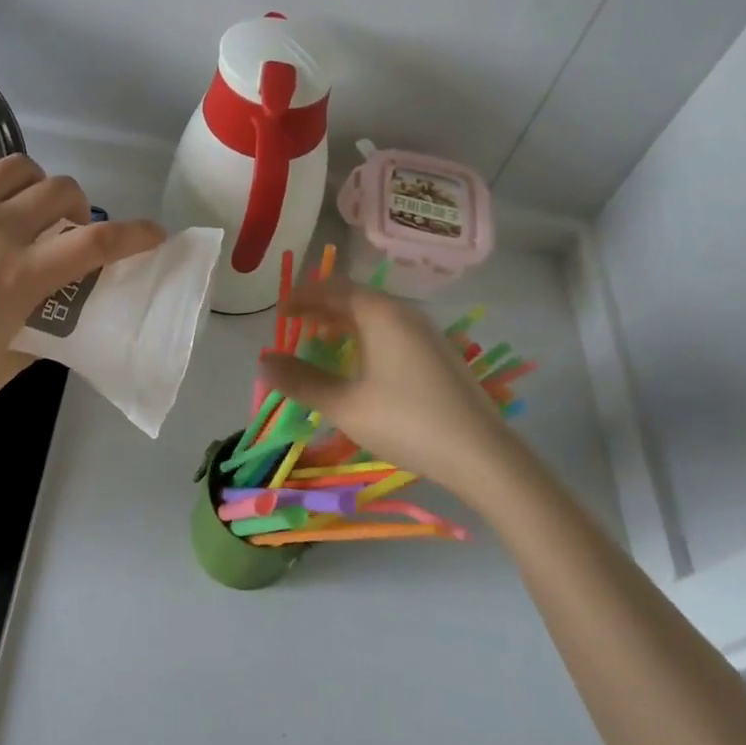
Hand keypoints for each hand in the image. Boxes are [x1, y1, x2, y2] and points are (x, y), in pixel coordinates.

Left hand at [0, 147, 164, 421]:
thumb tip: (48, 329)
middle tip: (67, 232)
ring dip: (36, 185)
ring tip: (24, 208)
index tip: (154, 235)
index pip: (98, 244)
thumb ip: (31, 347)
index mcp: (22, 275)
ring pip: (20, 167)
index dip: (136, 236)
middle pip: (64, 191)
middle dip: (80, 208)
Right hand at [258, 278, 510, 499]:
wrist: (482, 455)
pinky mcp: (439, 354)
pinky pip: (392, 331)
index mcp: (381, 314)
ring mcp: (426, 333)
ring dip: (343, 322)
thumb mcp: (346, 405)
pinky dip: (365, 335)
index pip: (333, 288)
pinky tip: (360, 362)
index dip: (302, 296)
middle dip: (321, 307)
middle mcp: (404, 313)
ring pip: (375, 315)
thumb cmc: (407, 423)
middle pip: (355, 298)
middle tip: (293, 323)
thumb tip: (263, 361)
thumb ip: (302, 381)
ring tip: (319, 340)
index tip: (279, 309)